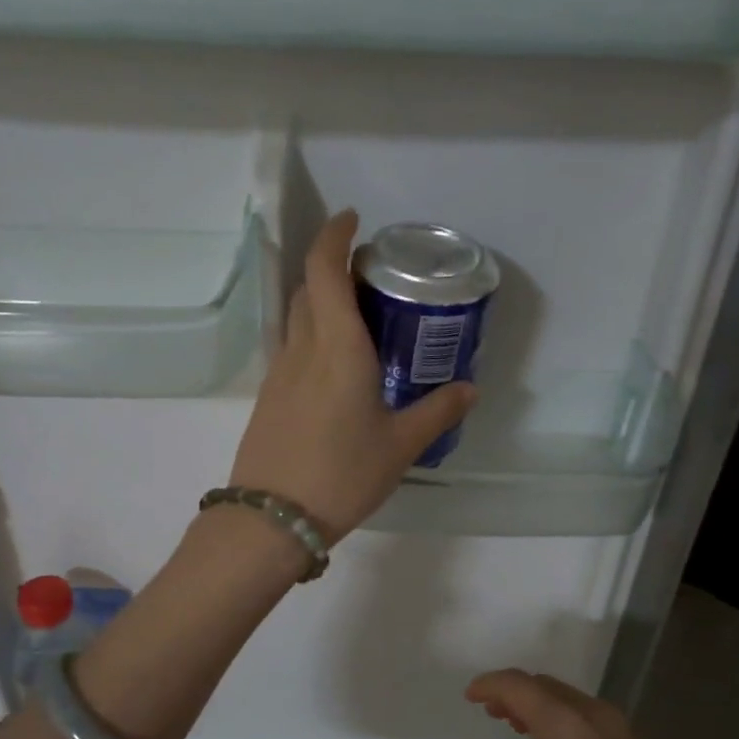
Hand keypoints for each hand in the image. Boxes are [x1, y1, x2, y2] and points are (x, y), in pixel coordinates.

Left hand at [229, 209, 475, 541]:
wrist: (273, 518)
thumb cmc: (342, 475)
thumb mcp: (400, 446)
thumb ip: (437, 412)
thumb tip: (469, 389)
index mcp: (338, 347)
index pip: (324, 269)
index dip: (335, 235)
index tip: (353, 220)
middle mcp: (303, 349)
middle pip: (307, 288)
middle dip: (332, 267)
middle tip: (370, 275)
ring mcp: (279, 373)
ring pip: (296, 318)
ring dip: (320, 301)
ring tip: (358, 317)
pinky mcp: (269, 397)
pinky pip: (292, 348)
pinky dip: (312, 335)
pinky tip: (337, 366)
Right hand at [460, 669, 723, 738]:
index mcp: (563, 725)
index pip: (518, 684)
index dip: (488, 684)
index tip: (468, 697)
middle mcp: (593, 714)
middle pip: (544, 685)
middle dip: (513, 692)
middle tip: (488, 712)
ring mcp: (619, 729)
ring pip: (568, 698)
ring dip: (538, 704)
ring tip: (514, 725)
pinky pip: (586, 714)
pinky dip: (561, 716)